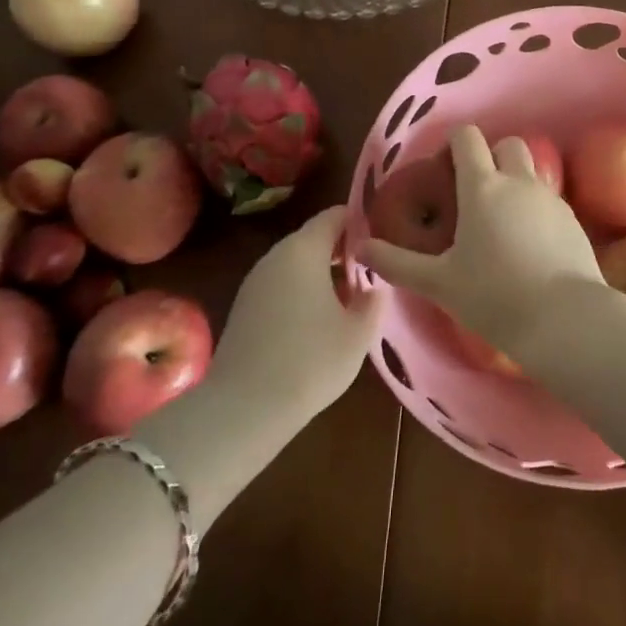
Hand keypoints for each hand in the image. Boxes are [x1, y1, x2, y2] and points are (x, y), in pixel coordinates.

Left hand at [209, 207, 384, 426]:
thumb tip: (373, 287)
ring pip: (296, 264)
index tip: (381, 240)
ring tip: (349, 299)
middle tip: (371, 271)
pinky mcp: (243, 309)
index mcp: (304, 250)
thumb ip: (373, 301)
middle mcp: (276, 256)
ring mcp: (254, 282)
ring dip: (322, 273)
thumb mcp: (358, 333)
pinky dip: (301, 292)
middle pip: (314, 238)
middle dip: (342, 250)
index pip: (334, 215)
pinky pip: (281, 286)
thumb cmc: (310, 361)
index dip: (360, 222)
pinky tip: (317, 322)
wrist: (243, 410)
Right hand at [363, 125, 602, 357]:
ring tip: (501, 221)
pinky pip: (549, 199)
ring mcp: (550, 198)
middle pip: (507, 144)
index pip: (468, 138)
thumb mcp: (438, 283)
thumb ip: (397, 263)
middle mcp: (518, 181)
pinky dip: (535, 209)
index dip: (454, 143)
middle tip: (475, 192)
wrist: (564, 319)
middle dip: (491, 156)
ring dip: (515, 181)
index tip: (444, 168)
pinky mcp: (572, 219)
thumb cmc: (493, 296)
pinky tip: (528, 244)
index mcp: (482, 187)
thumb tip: (360, 248)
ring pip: (531, 170)